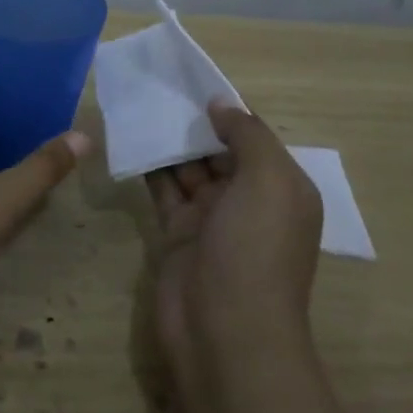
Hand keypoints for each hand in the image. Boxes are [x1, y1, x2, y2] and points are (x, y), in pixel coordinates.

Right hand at [148, 101, 324, 388]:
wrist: (224, 331)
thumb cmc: (255, 249)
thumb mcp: (268, 181)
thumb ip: (247, 135)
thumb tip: (221, 104)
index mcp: (281, 187)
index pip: (254, 138)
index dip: (227, 111)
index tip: (192, 81)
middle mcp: (248, 200)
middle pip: (219, 150)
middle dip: (194, 123)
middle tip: (157, 87)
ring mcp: (211, 218)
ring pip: (188, 168)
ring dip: (168, 141)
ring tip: (140, 105)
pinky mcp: (177, 233)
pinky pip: (163, 190)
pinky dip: (149, 167)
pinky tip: (131, 140)